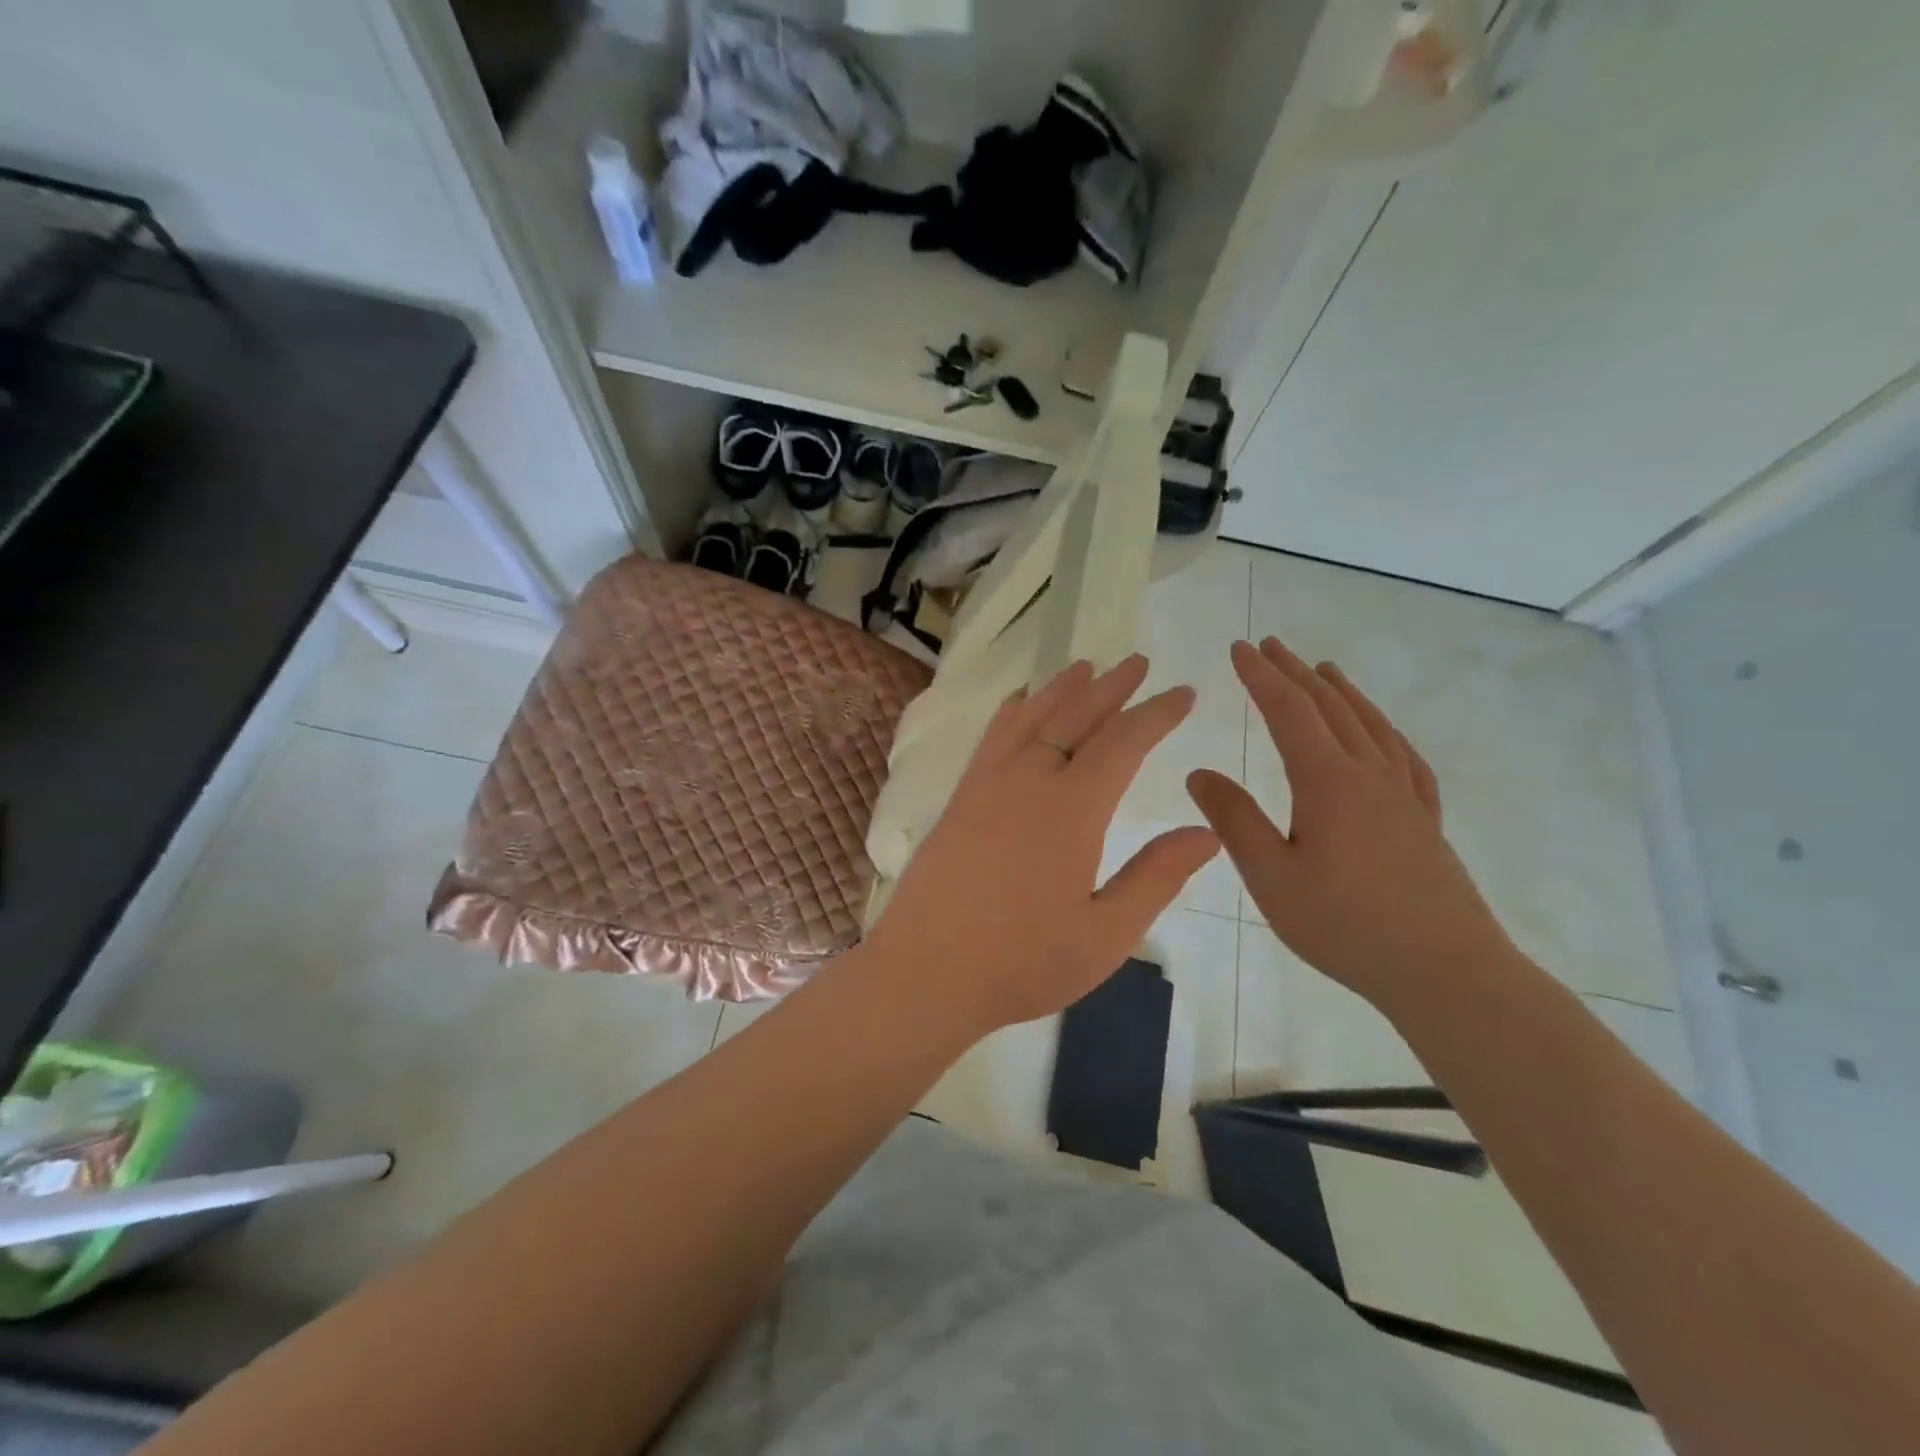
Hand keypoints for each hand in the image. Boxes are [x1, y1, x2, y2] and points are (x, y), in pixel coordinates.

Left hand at [864, 656, 1219, 1037]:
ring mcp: (986, 786)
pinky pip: (991, 738)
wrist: (926, 972)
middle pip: (1075, 717)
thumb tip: (1207, 831)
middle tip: (1139, 662)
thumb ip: (1156, 877)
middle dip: (1112, 687)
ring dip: (1062, 689)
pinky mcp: (959, 799)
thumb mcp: (1105, 934)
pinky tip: (1019, 702)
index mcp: (1071, 810)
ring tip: (1086, 666)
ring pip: (1030, 719)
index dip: (1156, 714)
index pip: (1123, 743)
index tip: (1183, 693)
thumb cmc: (1022, 962)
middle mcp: (1028, 782)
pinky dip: (1012, 712)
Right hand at [1187, 638, 1510, 1010]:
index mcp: (1327, 782)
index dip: (1261, 676)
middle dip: (1295, 673)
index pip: (1288, 711)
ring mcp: (1405, 796)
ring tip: (1324, 670)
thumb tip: (1199, 773)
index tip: (1239, 648)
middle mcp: (1369, 775)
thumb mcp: (1271, 876)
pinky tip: (1383, 734)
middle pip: (1330, 708)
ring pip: (1370, 725)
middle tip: (1271, 646)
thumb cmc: (1344, 924)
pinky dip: (1385, 731)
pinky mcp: (1426, 821)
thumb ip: (1234, 820)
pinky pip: (1405, 758)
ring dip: (1342, 692)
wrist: (1445, 970)